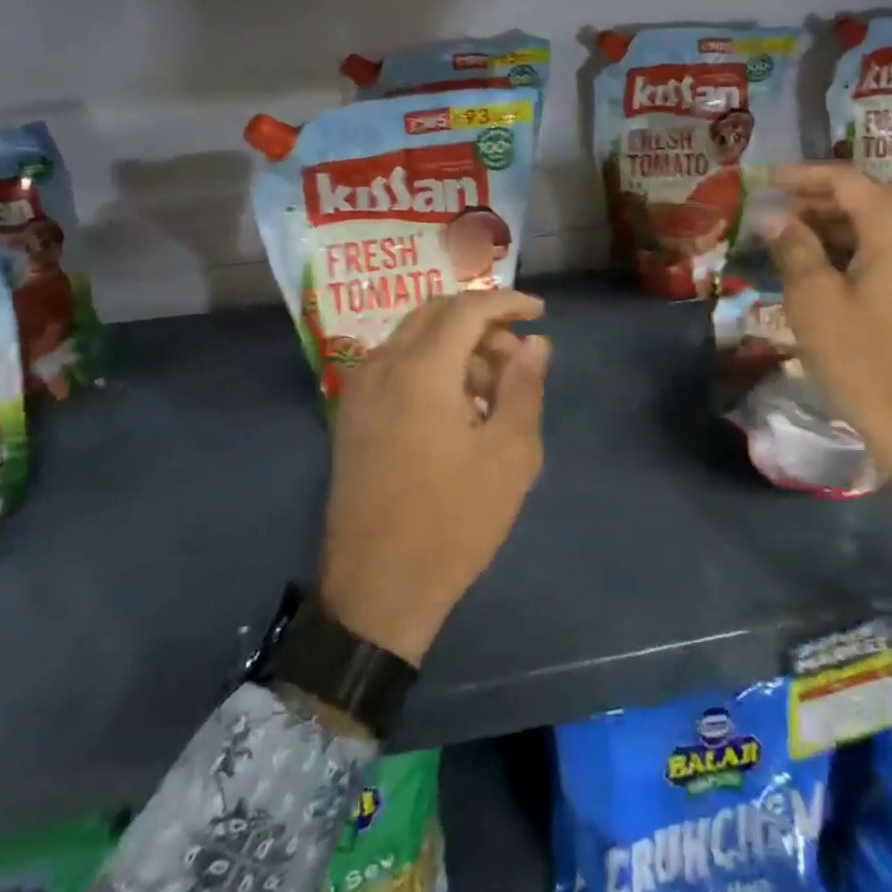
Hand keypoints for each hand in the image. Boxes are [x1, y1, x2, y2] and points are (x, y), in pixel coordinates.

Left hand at [319, 290, 550, 665]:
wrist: (377, 589)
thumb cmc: (454, 521)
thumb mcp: (510, 455)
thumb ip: (525, 387)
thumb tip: (536, 343)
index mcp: (420, 371)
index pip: (468, 308)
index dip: (508, 302)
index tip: (541, 314)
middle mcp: (382, 366)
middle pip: (436, 313)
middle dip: (482, 322)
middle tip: (516, 356)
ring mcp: (359, 390)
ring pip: (414, 337)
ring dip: (456, 345)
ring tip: (492, 390)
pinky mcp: (351, 415)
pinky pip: (395, 365)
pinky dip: (430, 365)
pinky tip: (456, 406)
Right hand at [763, 164, 891, 532]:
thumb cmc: (866, 362)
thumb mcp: (815, 302)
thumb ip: (793, 247)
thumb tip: (772, 215)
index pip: (846, 180)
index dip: (801, 176)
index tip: (762, 181)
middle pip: (866, 199)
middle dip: (815, 202)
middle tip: (769, 212)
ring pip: (880, 227)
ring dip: (834, 228)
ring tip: (787, 239)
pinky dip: (857, 251)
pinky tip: (823, 267)